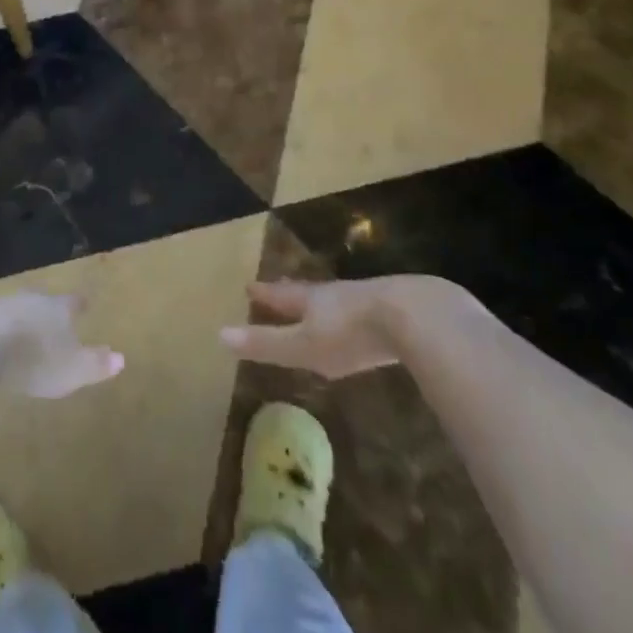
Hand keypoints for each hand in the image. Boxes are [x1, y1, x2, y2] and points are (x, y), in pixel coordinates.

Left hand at [0, 292, 124, 398]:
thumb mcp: (72, 369)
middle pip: (45, 301)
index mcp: (58, 308)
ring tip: (26, 332)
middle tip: (54, 317)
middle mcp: (33, 299)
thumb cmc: (36, 358)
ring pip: (18, 309)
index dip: (79, 305)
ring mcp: (2, 306)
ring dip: (23, 319)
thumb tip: (122, 358)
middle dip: (49, 310)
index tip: (85, 303)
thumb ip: (96, 364)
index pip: (74, 303)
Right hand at [220, 277, 456, 379]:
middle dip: (293, 293)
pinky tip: (364, 325)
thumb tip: (219, 335)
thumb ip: (267, 344)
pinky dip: (356, 316)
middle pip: (309, 292)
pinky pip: (367, 311)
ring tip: (319, 307)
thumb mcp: (304, 345)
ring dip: (325, 304)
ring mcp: (368, 300)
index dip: (266, 294)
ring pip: (338, 299)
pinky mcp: (397, 312)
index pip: (282, 295)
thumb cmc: (350, 333)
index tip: (249, 287)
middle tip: (281, 287)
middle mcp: (335, 294)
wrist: (413, 316)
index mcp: (311, 300)